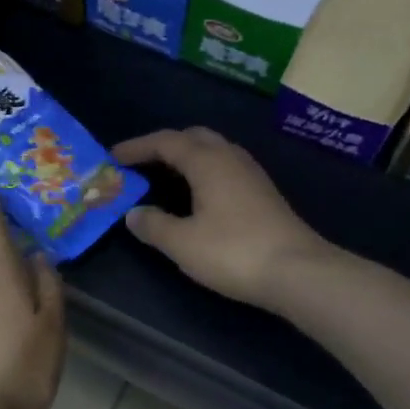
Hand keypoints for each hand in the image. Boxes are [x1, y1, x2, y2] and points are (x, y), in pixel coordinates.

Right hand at [113, 128, 332, 310]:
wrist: (297, 271)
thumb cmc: (233, 252)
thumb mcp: (183, 243)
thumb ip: (153, 225)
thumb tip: (134, 213)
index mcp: (207, 161)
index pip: (165, 141)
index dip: (137, 147)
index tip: (113, 157)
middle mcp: (230, 157)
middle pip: (193, 137)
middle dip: (165, 146)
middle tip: (141, 164)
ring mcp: (251, 173)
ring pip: (213, 151)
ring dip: (187, 157)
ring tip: (165, 178)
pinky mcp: (263, 192)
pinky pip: (225, 168)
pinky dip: (204, 172)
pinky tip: (199, 196)